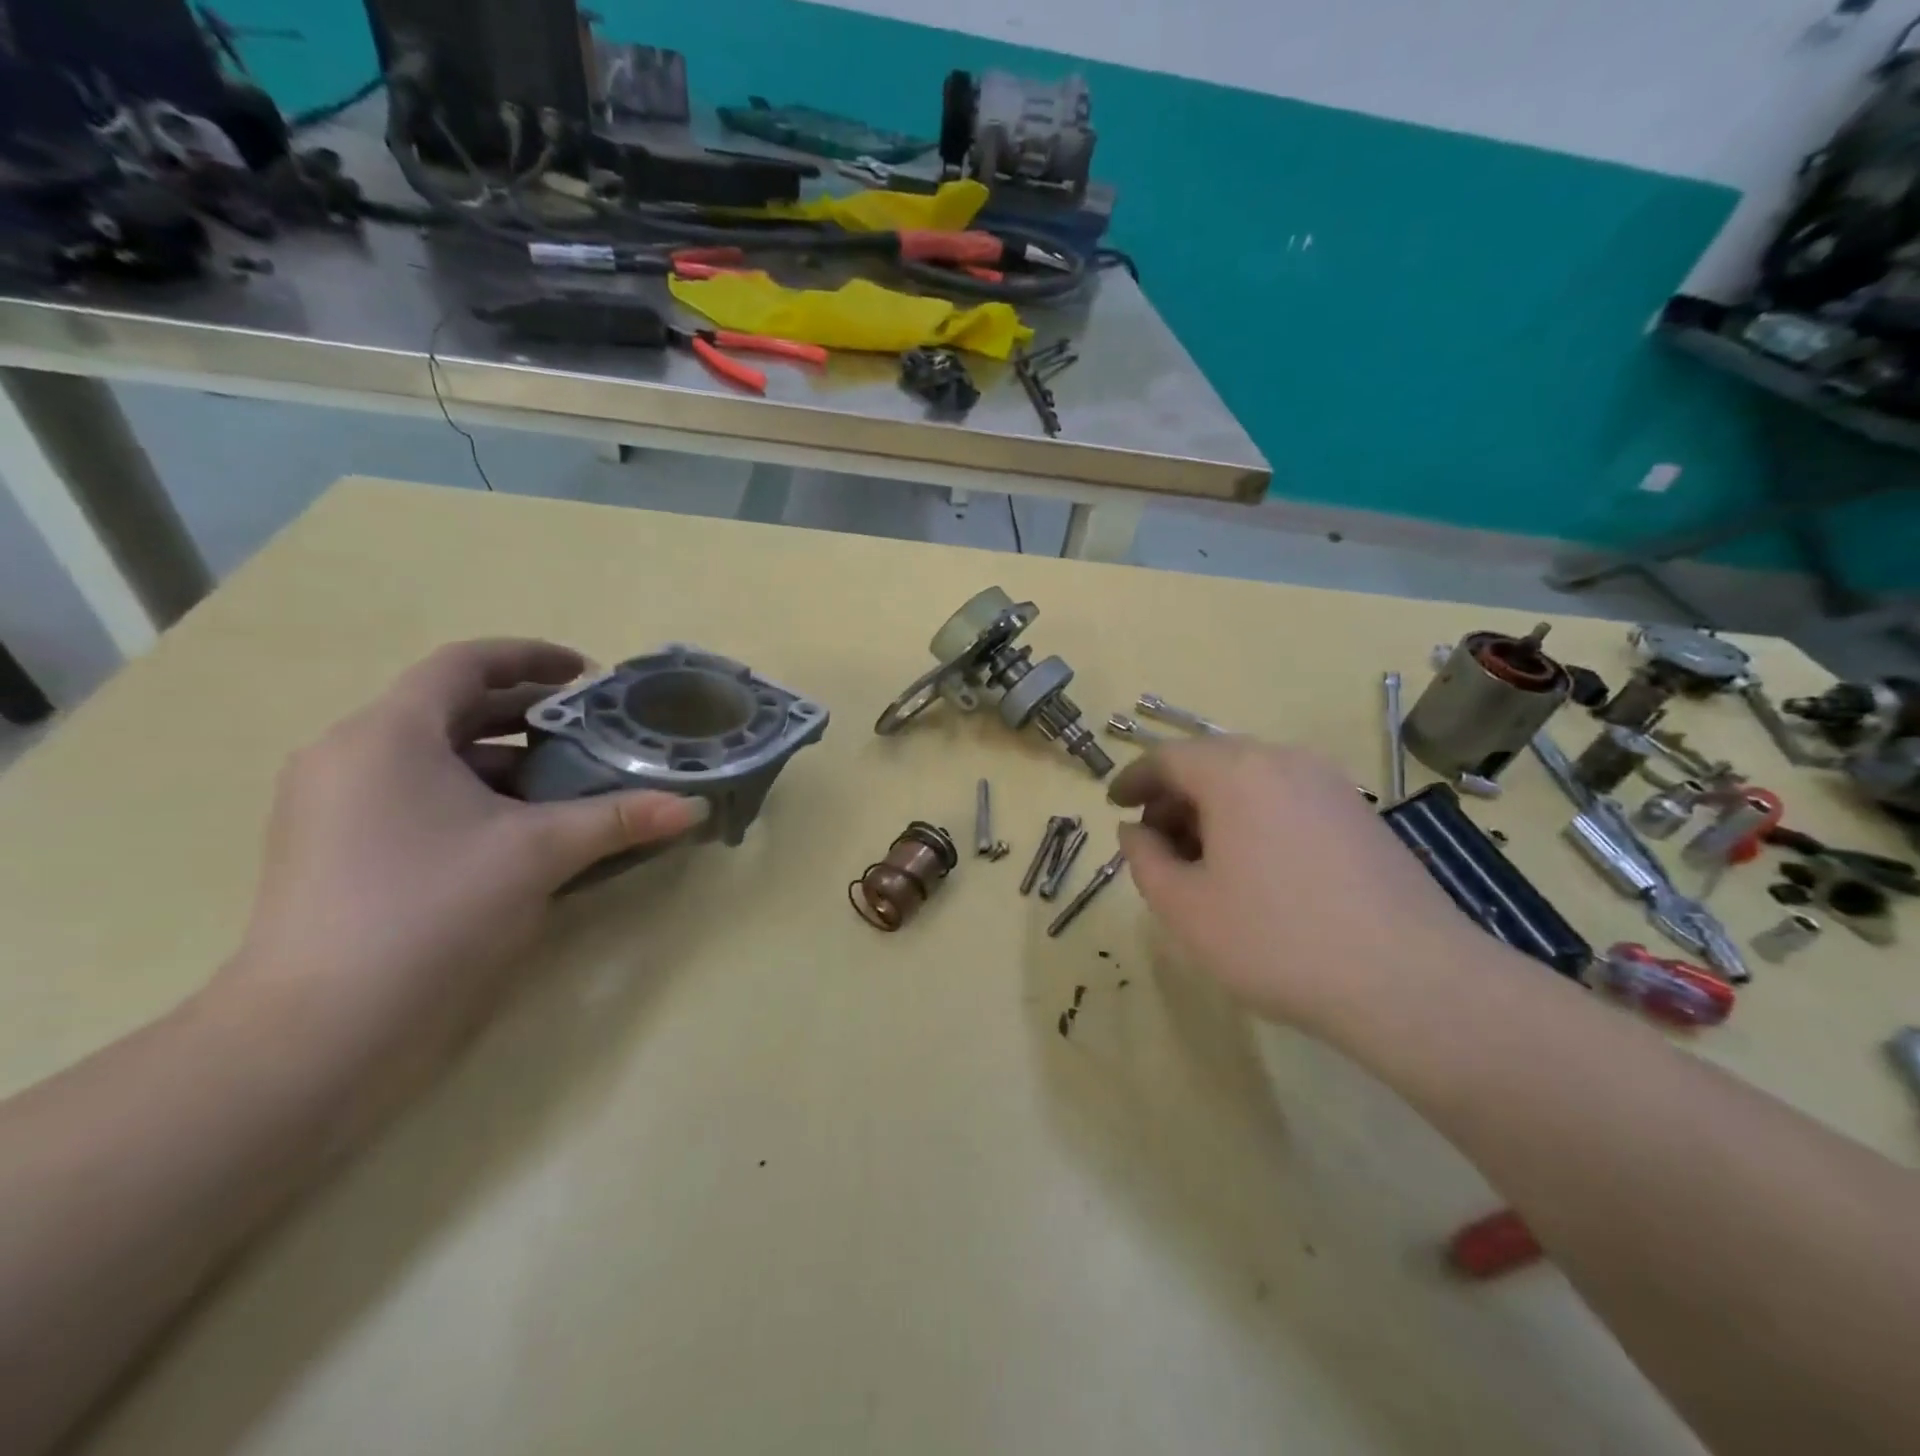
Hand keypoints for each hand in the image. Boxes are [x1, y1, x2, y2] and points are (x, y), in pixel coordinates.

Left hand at [224, 639, 705, 1068]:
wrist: (322, 1033)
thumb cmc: (433, 911)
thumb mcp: (539, 853)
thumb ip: (620, 818)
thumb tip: (694, 806)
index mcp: (389, 735)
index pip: (465, 664)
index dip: (532, 657)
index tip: (589, 676)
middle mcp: (352, 756)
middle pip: (451, 708)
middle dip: (527, 714)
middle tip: (592, 731)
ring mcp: (336, 807)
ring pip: (435, 757)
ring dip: (506, 759)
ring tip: (570, 781)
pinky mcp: (337, 850)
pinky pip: (417, 796)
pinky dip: (475, 796)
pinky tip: (523, 829)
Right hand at [1109, 738, 1483, 1032]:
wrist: (1409, 981)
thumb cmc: (1276, 940)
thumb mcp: (1185, 907)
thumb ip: (1145, 860)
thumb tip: (1136, 831)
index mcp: (1236, 772)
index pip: (1168, 757)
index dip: (1133, 779)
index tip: (1114, 805)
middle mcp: (1284, 761)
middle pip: (1211, 764)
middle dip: (1174, 799)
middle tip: (1157, 845)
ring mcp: (1330, 785)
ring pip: (1251, 781)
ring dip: (1214, 811)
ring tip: (1204, 864)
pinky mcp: (1361, 815)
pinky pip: (1287, 799)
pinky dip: (1254, 819)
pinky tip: (1256, 871)